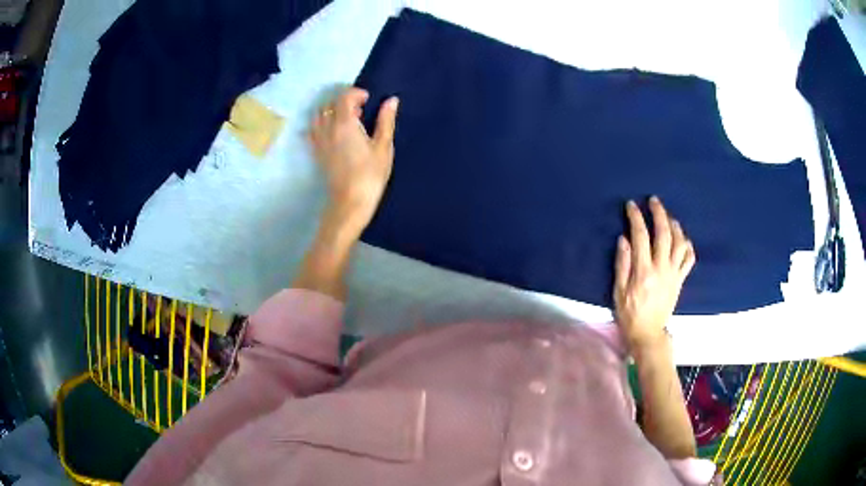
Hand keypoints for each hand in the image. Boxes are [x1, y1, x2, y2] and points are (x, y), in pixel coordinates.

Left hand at [309, 87, 398, 233]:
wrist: (350, 202)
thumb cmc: (371, 175)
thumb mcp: (383, 147)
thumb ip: (385, 121)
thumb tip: (391, 100)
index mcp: (345, 123)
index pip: (344, 97)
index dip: (356, 93)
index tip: (368, 99)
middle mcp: (327, 128)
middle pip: (329, 104)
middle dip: (344, 101)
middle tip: (360, 110)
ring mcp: (319, 140)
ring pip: (318, 116)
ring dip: (330, 111)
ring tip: (346, 120)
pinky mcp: (316, 152)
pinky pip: (312, 131)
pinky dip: (320, 125)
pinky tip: (333, 132)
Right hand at [614, 196, 695, 351]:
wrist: (648, 333)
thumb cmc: (629, 313)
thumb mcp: (618, 291)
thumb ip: (622, 264)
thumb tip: (624, 239)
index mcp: (643, 271)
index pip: (641, 236)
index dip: (636, 218)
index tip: (631, 206)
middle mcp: (661, 269)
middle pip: (664, 234)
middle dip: (659, 213)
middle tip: (654, 201)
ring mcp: (674, 274)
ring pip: (679, 243)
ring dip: (675, 226)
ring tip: (668, 217)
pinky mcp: (680, 280)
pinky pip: (689, 259)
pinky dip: (688, 245)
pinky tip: (682, 239)